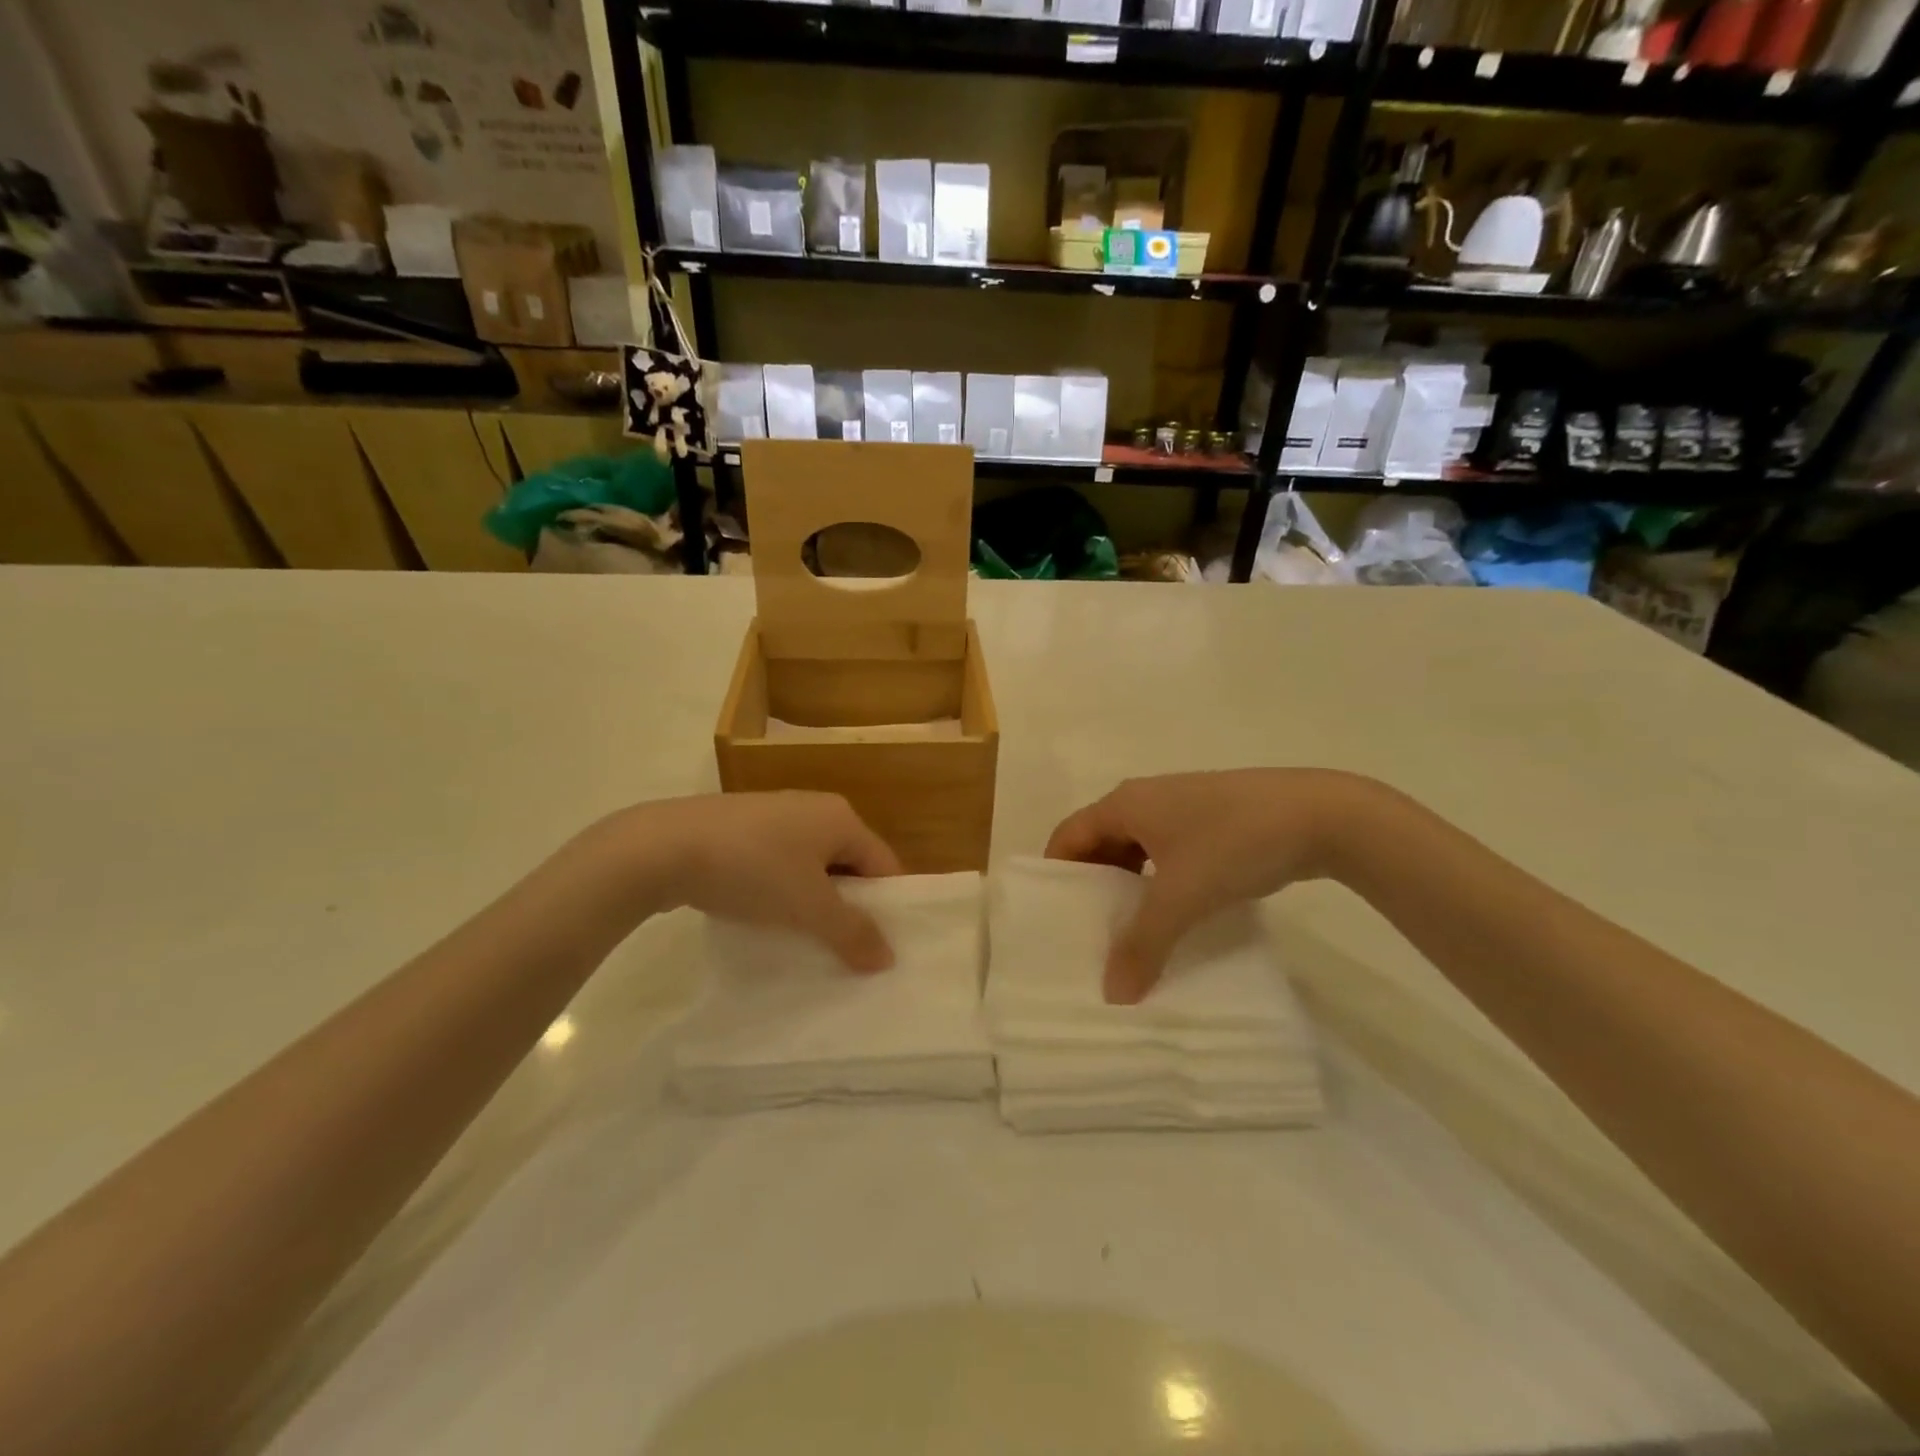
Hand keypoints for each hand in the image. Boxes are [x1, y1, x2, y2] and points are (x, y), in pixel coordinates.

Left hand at [609, 792, 903, 970]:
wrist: (663, 847)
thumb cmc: (753, 870)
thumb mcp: (809, 908)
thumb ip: (853, 933)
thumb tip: (888, 958)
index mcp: (842, 817)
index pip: (884, 864)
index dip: (887, 907)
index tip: (880, 947)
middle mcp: (814, 807)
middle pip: (849, 864)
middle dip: (848, 907)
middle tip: (844, 950)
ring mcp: (774, 814)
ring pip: (810, 865)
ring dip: (812, 902)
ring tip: (804, 940)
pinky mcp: (740, 827)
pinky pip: (777, 862)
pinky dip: (780, 890)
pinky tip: (764, 916)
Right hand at [1045, 770, 1374, 1004]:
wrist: (1321, 815)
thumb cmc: (1234, 843)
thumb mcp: (1183, 896)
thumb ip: (1143, 945)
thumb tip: (1113, 992)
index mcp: (1125, 804)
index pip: (1069, 835)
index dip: (1056, 873)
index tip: (1053, 918)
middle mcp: (1146, 798)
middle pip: (1100, 841)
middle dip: (1091, 885)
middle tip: (1089, 932)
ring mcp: (1182, 806)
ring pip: (1137, 848)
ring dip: (1128, 885)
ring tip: (1129, 930)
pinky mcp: (1212, 819)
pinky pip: (1167, 850)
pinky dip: (1159, 880)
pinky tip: (1174, 911)